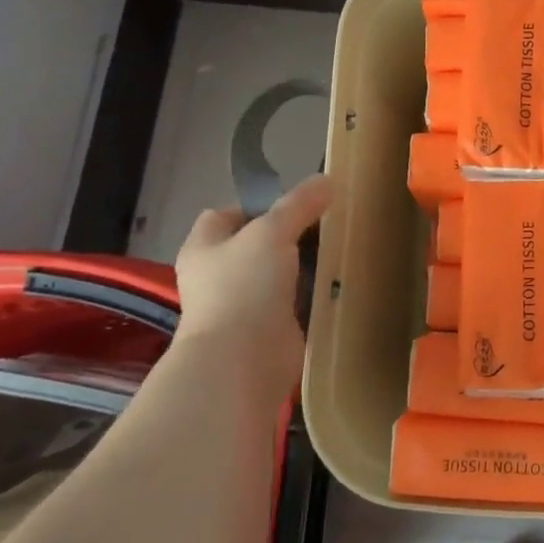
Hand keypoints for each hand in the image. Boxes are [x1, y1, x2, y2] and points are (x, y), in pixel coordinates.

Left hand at [173, 174, 332, 397]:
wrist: (243, 362)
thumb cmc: (244, 287)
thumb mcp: (272, 231)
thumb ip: (299, 204)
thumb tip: (326, 180)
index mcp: (205, 247)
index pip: (227, 214)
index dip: (259, 203)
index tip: (298, 202)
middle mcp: (219, 275)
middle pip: (257, 243)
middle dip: (290, 233)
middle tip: (327, 221)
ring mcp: (243, 305)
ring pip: (279, 273)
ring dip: (304, 264)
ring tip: (338, 247)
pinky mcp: (268, 329)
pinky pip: (294, 302)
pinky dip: (312, 294)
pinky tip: (336, 282)